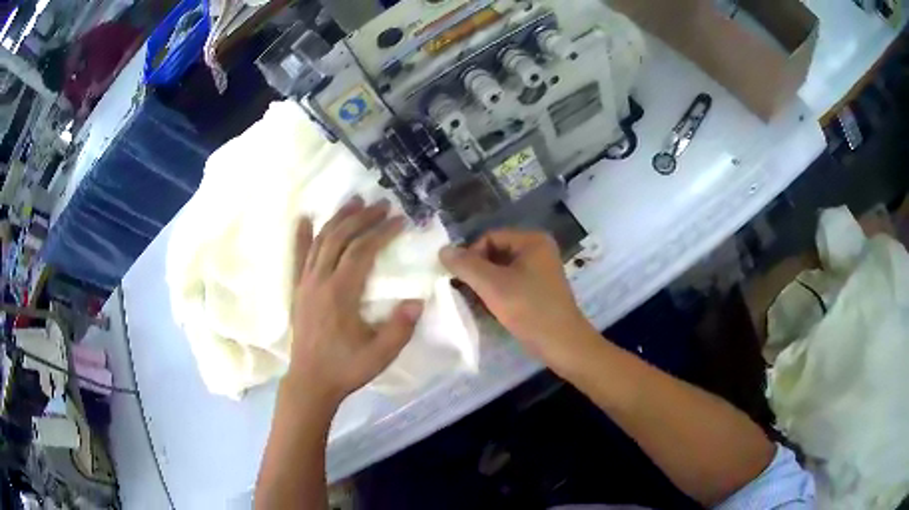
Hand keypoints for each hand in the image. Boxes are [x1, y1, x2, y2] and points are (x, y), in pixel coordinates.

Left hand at [287, 197, 423, 403]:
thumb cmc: (346, 367)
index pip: (362, 251)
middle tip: (381, 204)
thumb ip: (400, 327)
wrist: (310, 382)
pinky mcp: (297, 290)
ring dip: (337, 219)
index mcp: (340, 293)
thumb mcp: (381, 354)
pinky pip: (299, 257)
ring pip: (320, 241)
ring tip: (353, 202)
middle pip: (340, 238)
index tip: (400, 220)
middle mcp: (319, 281)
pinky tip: (304, 218)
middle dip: (362, 218)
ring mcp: (305, 283)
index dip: (382, 232)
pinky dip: (302, 236)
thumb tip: (417, 300)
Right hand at [440, 230, 593, 362]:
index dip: (470, 255)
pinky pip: (511, 283)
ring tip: (473, 301)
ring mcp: (540, 270)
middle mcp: (538, 250)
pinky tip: (488, 308)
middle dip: (477, 271)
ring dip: (485, 284)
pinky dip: (497, 293)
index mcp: (532, 240)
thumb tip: (442, 250)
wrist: (562, 343)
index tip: (458, 279)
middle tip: (462, 291)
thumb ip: (465, 265)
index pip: (489, 237)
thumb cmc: (529, 309)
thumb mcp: (493, 285)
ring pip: (501, 270)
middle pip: (495, 253)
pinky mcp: (539, 289)